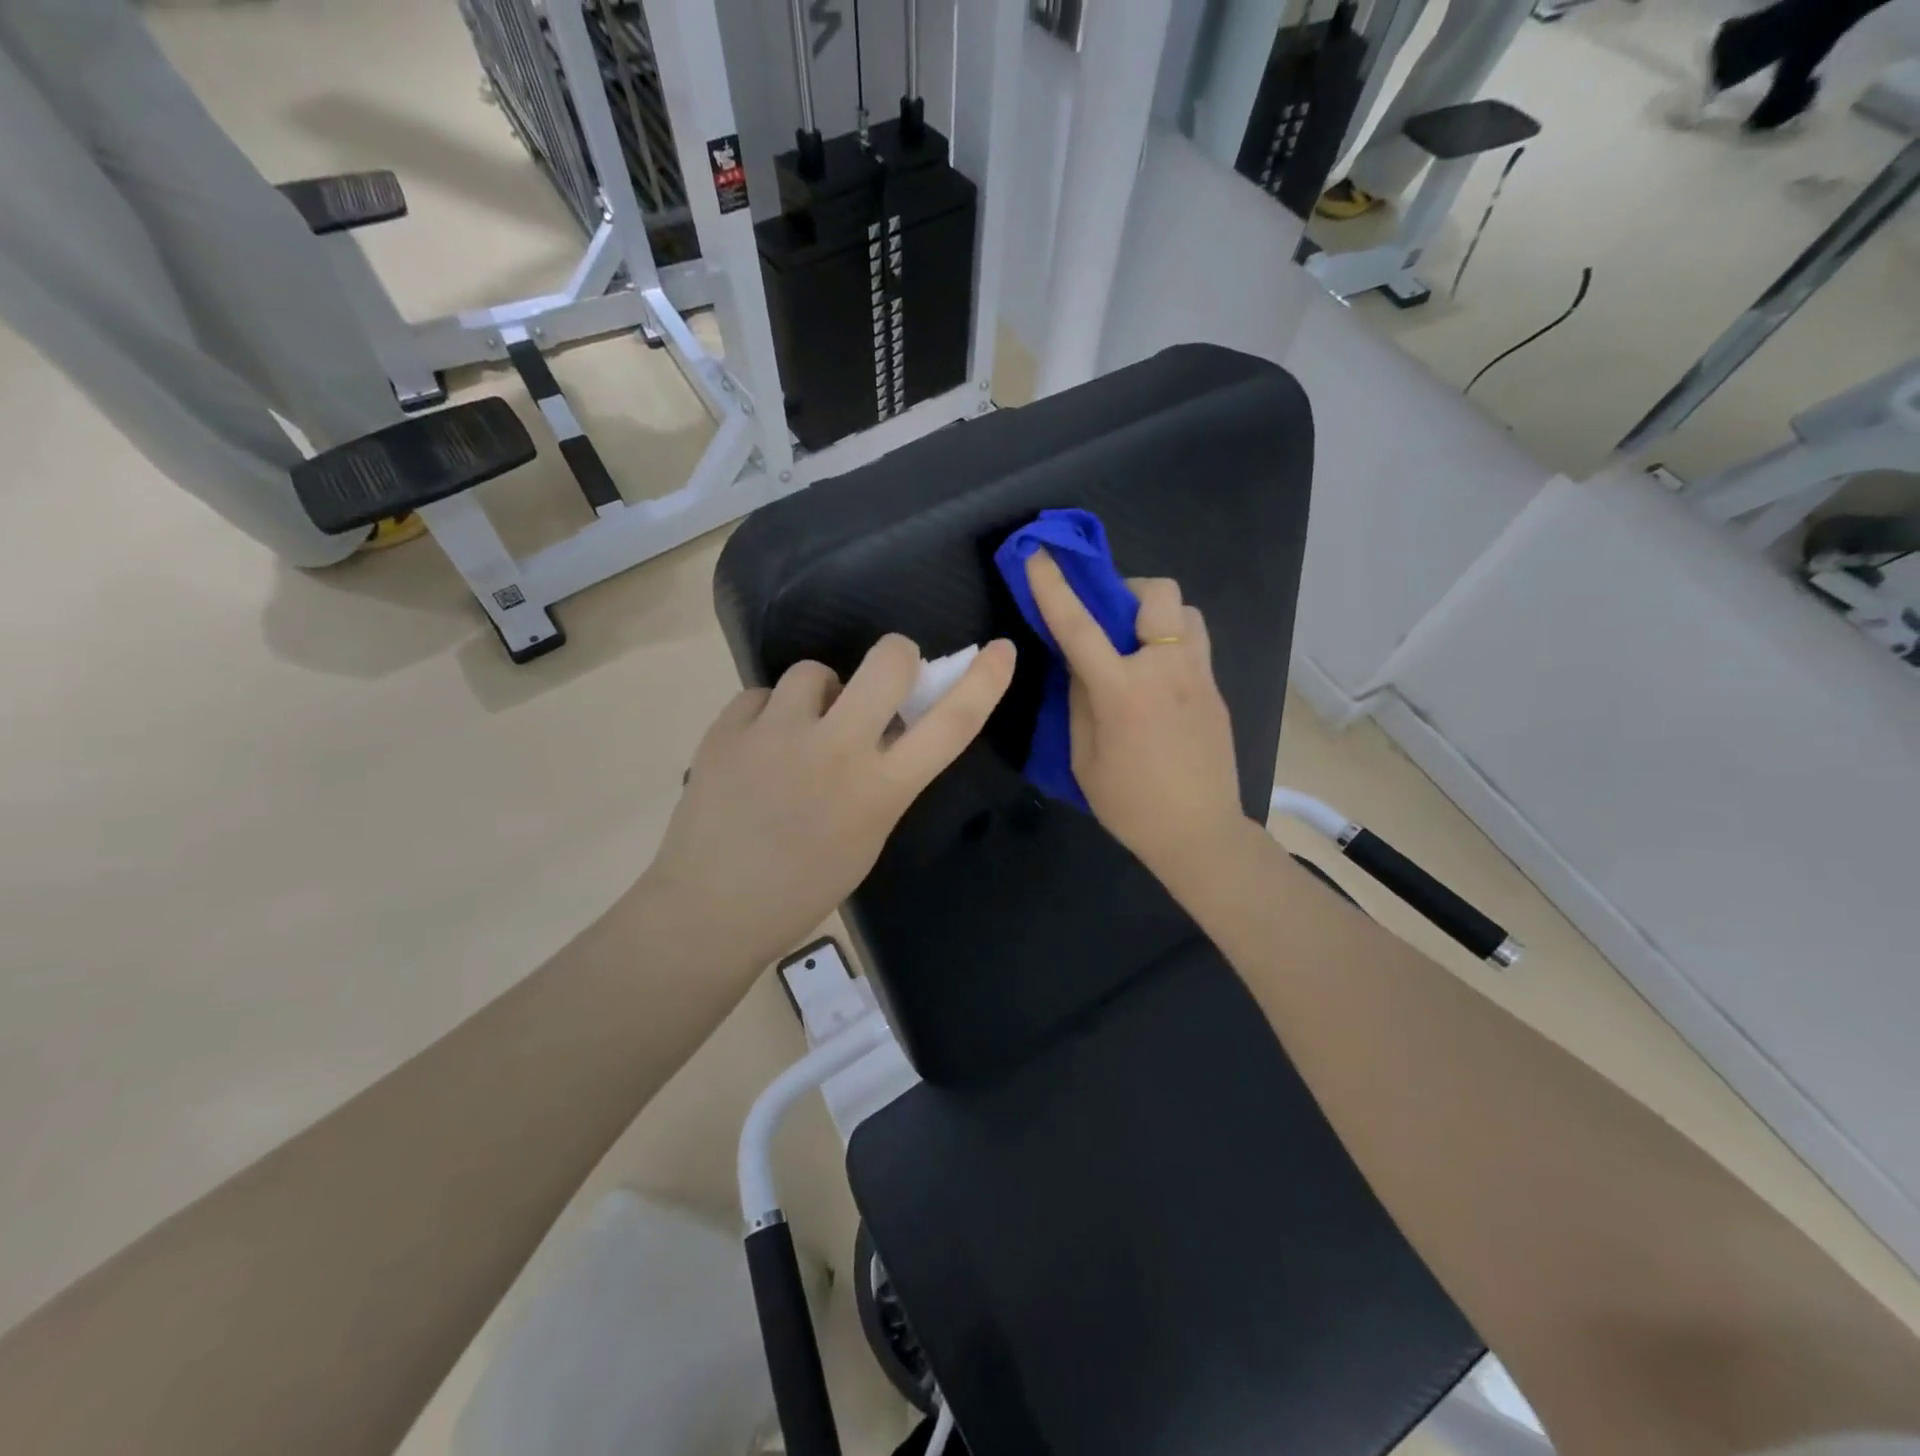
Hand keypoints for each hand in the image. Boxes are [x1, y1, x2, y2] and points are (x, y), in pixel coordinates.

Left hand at [647, 634, 1015, 967]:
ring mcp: (776, 734)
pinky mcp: (727, 729)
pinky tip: (757, 750)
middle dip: (896, 654)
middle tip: (885, 675)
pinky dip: (768, 715)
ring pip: (814, 671)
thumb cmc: (803, 889)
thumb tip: (888, 729)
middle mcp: (835, 750)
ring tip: (799, 733)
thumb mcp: (867, 837)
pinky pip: (762, 695)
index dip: (984, 682)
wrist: (711, 910)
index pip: (951, 724)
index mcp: (880, 790)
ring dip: (819, 695)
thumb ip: (885, 779)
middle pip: (887, 661)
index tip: (1001, 650)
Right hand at [1025, 551, 1248, 887]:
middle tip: (1110, 618)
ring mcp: (1199, 677)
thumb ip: (1080, 702)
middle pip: (1158, 592)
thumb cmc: (1130, 804)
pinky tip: (1159, 680)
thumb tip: (1081, 666)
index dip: (1053, 587)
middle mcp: (1166, 671)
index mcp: (1122, 691)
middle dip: (1129, 588)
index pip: (1079, 626)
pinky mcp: (1216, 691)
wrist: (1199, 833)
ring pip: (1186, 613)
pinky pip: (1195, 645)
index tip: (1038, 554)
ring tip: (1138, 645)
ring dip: (1157, 615)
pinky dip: (1172, 643)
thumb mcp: (1084, 757)